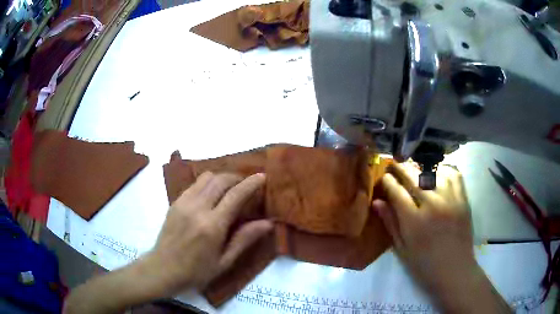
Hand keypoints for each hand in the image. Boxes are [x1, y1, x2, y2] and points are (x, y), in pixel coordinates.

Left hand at [142, 172, 272, 295]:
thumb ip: (244, 239)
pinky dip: (207, 183)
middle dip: (237, 178)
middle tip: (246, 185)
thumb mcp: (224, 261)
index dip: (250, 184)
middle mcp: (197, 208)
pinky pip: (195, 184)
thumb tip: (267, 223)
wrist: (163, 269)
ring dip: (222, 178)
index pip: (235, 195)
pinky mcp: (175, 202)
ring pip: (206, 177)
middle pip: (220, 180)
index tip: (262, 177)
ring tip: (229, 189)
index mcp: (212, 226)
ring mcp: (183, 202)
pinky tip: (211, 195)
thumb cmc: (196, 271)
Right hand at [373, 163, 510, 312]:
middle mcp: (432, 205)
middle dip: (401, 168)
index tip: (384, 178)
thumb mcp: (402, 249)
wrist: (454, 270)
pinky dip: (444, 170)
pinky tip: (438, 173)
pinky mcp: (463, 200)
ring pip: (434, 172)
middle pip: (414, 176)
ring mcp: (451, 200)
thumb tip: (377, 202)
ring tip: (415, 169)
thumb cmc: (424, 264)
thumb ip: (390, 223)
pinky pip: (454, 175)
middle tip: (395, 165)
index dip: (387, 181)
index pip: (396, 191)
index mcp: (414, 221)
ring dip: (421, 168)